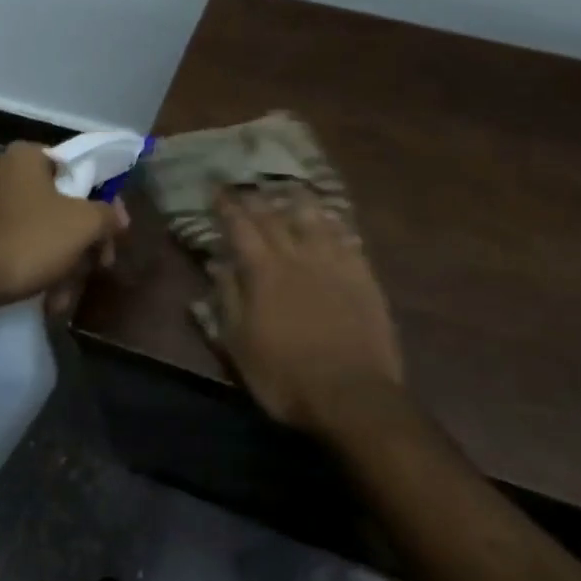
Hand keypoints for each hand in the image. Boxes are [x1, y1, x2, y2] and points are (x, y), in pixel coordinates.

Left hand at [0, 142, 127, 315]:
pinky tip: (46, 301)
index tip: (111, 236)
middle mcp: (6, 174)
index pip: (79, 170)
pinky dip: (35, 271)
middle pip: (63, 206)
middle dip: (82, 245)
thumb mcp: (81, 225)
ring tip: (64, 298)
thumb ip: (107, 216)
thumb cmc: (24, 241)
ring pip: (42, 232)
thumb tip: (118, 216)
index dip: (102, 204)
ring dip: (62, 266)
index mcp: (28, 157)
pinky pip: (18, 248)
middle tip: (95, 269)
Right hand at [210, 184, 404, 438]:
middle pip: (274, 216)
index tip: (217, 190)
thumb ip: (227, 299)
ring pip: (314, 218)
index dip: (227, 206)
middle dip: (257, 198)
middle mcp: (297, 256)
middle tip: (248, 185)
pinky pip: (347, 238)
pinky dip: (334, 223)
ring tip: (290, 189)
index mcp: (263, 271)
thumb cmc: (285, 377)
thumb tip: (217, 264)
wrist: (352, 396)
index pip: (240, 227)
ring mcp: (334, 263)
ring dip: (298, 201)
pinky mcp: (363, 276)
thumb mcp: (239, 346)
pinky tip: (331, 219)